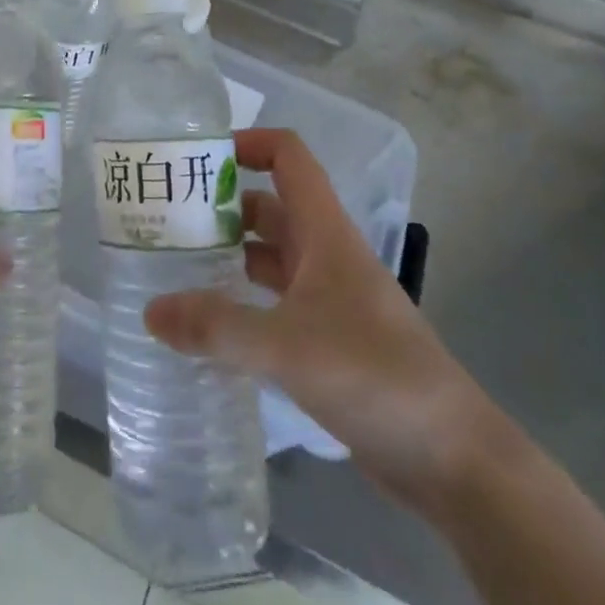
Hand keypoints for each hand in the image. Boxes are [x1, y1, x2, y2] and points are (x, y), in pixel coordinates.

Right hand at [145, 128, 507, 514]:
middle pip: (269, 206)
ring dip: (227, 254)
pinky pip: (273, 303)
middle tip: (164, 218)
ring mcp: (329, 299)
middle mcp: (326, 255)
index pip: (289, 158)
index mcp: (325, 233)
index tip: (196, 158)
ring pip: (269, 257)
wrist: (455, 461)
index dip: (247, 143)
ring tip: (172, 266)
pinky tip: (207, 323)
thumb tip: (150, 311)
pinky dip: (241, 301)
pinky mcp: (328, 340)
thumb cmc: (376, 378)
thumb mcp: (287, 347)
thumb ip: (216, 327)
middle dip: (220, 204)